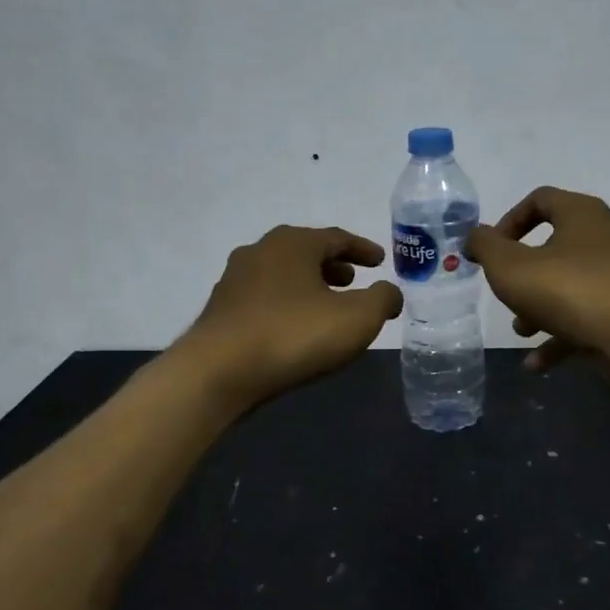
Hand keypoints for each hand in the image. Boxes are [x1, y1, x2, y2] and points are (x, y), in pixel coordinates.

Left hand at [180, 225, 402, 406]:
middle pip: (306, 252)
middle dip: (333, 265)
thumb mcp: (357, 318)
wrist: (218, 372)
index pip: (337, 238)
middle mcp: (261, 251)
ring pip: (283, 274)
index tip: (380, 261)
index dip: (362, 249)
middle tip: (353, 280)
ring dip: (308, 285)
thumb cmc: (293, 335)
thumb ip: (382, 300)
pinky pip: (265, 297)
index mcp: (293, 243)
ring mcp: (235, 279)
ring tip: (326, 305)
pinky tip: (295, 327)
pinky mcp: (222, 309)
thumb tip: (390, 292)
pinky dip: (287, 303)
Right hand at [465, 187, 609, 372]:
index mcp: (582, 215)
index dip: (509, 220)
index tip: (493, 249)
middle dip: (524, 273)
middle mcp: (606, 238)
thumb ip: (485, 246)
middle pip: (555, 246)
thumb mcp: (508, 265)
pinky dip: (559, 337)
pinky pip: (585, 319)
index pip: (541, 199)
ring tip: (521, 330)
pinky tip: (535, 363)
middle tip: (507, 290)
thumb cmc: (564, 289)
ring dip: (539, 307)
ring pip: (569, 286)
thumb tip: (475, 236)